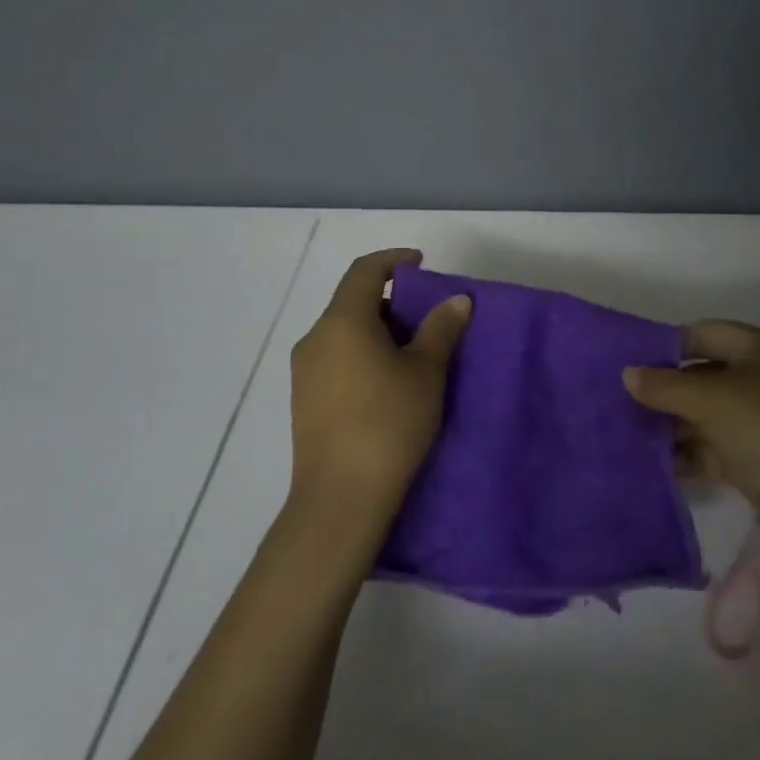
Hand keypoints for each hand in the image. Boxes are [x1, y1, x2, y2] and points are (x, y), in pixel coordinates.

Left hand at [287, 249, 470, 533]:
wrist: (340, 499)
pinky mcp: (303, 399)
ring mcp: (304, 370)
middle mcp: (315, 338)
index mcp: (342, 321)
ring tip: (413, 351)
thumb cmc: (388, 424)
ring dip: (377, 329)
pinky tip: (387, 381)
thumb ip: (441, 329)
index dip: (394, 260)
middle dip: (391, 300)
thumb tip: (456, 299)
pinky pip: (335, 357)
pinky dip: (362, 352)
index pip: (365, 271)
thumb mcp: (426, 372)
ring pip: (344, 331)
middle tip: (427, 316)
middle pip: (352, 301)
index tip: (422, 264)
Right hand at [624, 320, 759, 551]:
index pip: (703, 334)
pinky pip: (710, 449)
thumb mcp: (712, 399)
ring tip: (624, 432)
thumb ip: (666, 386)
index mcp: (757, 350)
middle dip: (663, 388)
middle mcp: (759, 380)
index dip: (667, 344)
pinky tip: (649, 462)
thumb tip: (627, 374)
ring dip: (669, 424)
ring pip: (703, 415)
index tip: (626, 359)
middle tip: (616, 399)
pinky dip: (684, 454)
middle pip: (701, 376)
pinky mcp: (754, 462)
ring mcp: (757, 423)